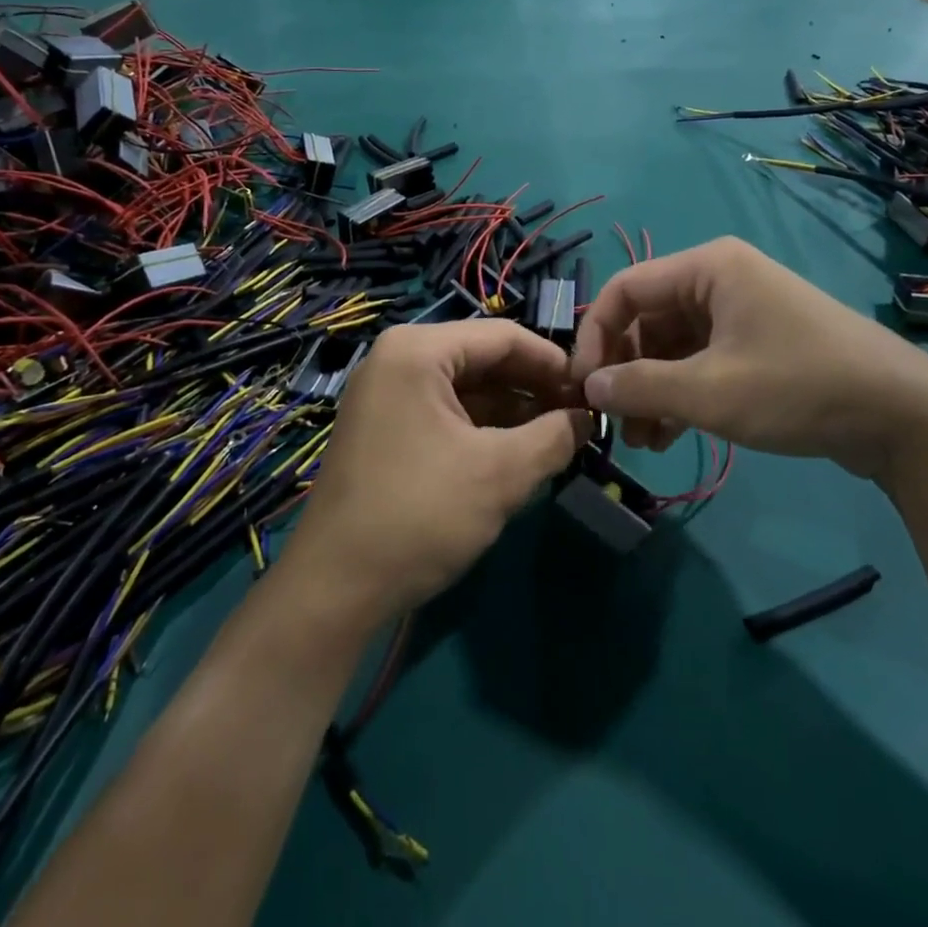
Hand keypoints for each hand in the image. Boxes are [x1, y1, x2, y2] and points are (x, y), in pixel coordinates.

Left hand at [278, 322, 589, 631]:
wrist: (335, 589)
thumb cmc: (420, 515)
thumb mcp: (501, 473)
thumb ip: (555, 436)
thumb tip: (587, 419)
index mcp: (419, 350)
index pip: (504, 337)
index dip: (554, 363)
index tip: (592, 392)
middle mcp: (398, 358)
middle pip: (484, 359)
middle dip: (534, 388)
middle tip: (579, 418)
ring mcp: (387, 393)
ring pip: (467, 388)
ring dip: (513, 410)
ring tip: (558, 437)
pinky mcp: (386, 427)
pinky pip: (446, 411)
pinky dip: (484, 427)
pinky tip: (518, 452)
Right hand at [571, 237, 927, 481]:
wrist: (903, 416)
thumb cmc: (798, 387)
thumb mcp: (709, 391)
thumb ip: (639, 387)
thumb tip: (588, 387)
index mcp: (708, 268)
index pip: (625, 290)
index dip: (595, 336)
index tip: (582, 386)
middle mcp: (720, 279)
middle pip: (647, 319)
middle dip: (625, 371)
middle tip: (612, 421)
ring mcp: (741, 312)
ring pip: (672, 346)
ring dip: (650, 389)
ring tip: (640, 440)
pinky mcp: (757, 345)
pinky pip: (700, 361)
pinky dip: (680, 394)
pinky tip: (667, 436)